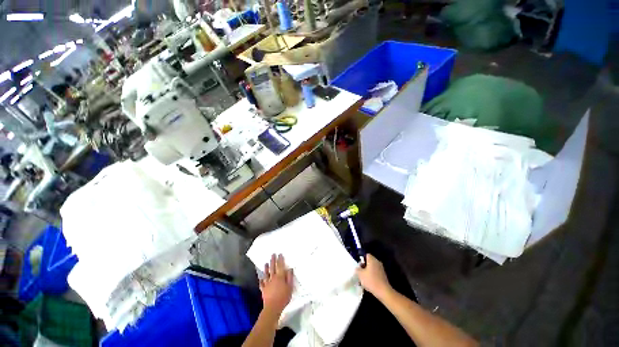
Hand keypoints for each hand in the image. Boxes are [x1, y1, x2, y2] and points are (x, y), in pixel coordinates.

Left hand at [260, 254, 293, 315]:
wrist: (273, 307)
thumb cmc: (283, 297)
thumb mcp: (290, 287)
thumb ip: (289, 277)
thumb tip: (289, 269)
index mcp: (280, 277)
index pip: (280, 266)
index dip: (280, 259)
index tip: (280, 254)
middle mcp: (273, 278)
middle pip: (272, 267)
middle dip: (273, 260)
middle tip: (272, 254)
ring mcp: (267, 283)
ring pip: (266, 274)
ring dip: (266, 268)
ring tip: (265, 263)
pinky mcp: (263, 289)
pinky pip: (262, 283)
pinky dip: (261, 280)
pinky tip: (260, 278)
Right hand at [356, 254, 392, 298]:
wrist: (383, 291)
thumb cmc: (371, 280)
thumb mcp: (360, 274)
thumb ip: (357, 269)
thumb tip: (357, 268)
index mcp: (372, 260)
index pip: (366, 255)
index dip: (361, 259)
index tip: (358, 265)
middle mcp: (377, 262)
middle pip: (369, 262)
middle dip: (364, 266)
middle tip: (360, 272)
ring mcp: (381, 269)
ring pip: (372, 268)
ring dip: (367, 272)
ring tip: (363, 279)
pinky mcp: (383, 276)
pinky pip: (375, 273)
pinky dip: (372, 276)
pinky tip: (368, 283)